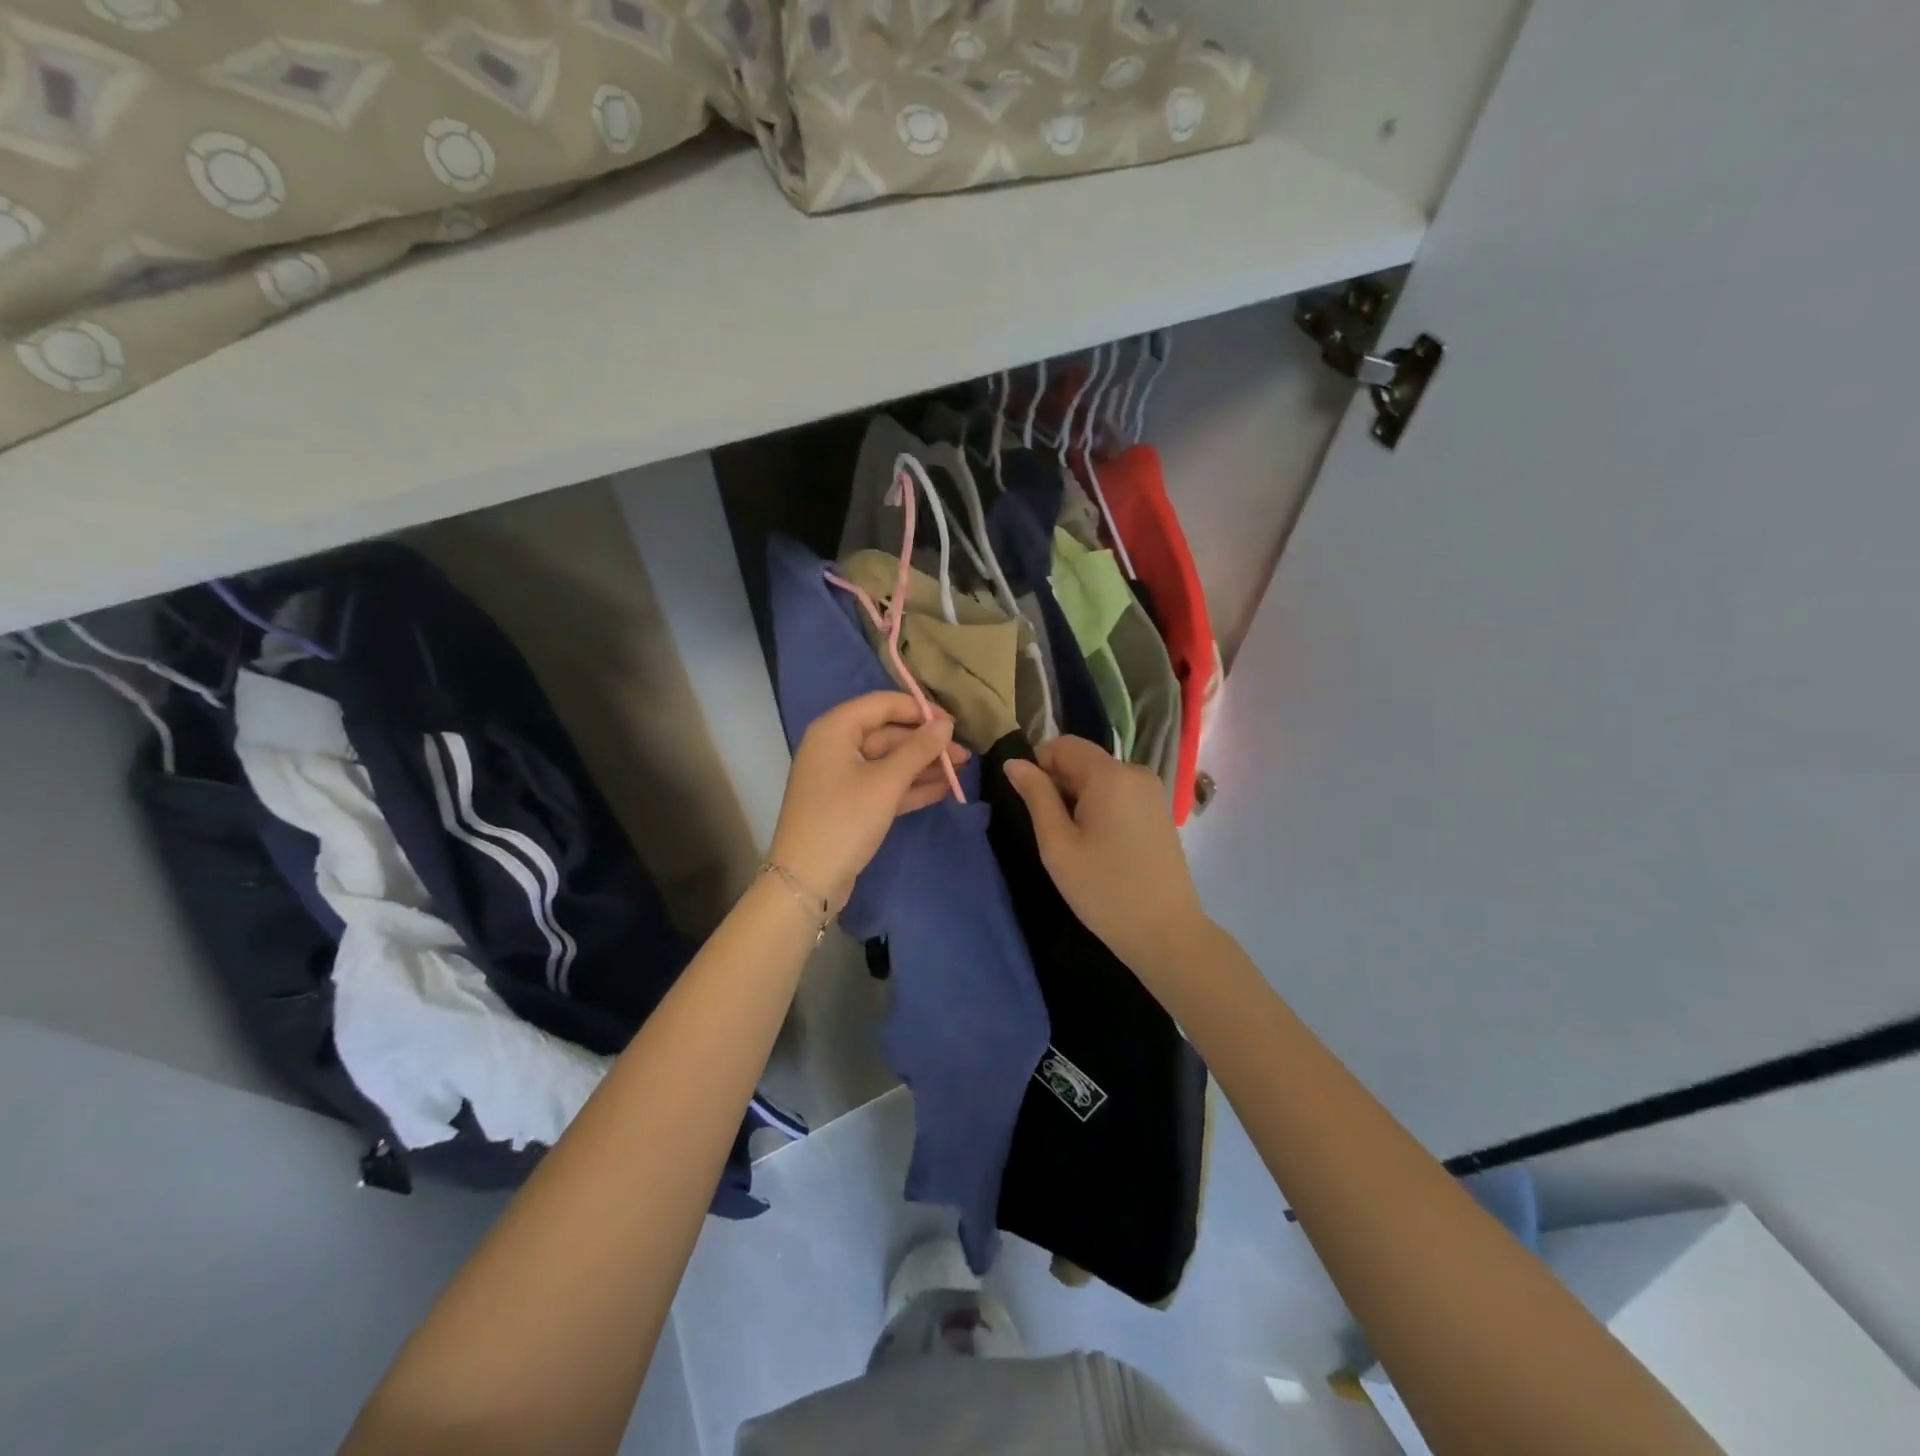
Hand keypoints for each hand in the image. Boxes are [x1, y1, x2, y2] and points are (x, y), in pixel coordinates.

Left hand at [769, 692, 969, 910]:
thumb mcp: (885, 782)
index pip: (882, 704)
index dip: (919, 710)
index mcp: (835, 730)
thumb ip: (918, 750)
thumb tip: (945, 725)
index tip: (953, 724)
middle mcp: (835, 747)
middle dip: (926, 743)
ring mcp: (841, 777)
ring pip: (888, 761)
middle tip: (964, 755)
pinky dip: (910, 786)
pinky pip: (884, 785)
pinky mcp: (849, 804)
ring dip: (923, 765)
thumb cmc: (844, 820)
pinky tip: (943, 789)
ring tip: (962, 771)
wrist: (807, 880)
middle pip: (887, 733)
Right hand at [1003, 735, 1208, 977]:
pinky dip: (1101, 807)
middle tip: (1051, 831)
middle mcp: (1135, 772)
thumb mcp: (1057, 844)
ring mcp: (1153, 791)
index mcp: (1110, 774)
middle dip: (1059, 784)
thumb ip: (1036, 796)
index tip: (1030, 803)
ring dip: (1079, 798)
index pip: (1064, 744)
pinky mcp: (1160, 811)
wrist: (1166, 932)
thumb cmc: (1103, 889)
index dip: (1039, 764)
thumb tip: (1014, 763)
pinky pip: (1120, 793)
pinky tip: (1099, 845)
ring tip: (1075, 842)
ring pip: (1101, 778)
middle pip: (1084, 760)